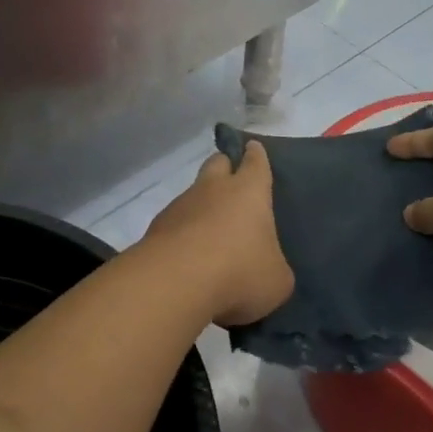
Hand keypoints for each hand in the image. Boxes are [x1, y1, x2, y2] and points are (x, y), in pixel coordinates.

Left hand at [142, 142, 294, 326]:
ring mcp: (180, 206)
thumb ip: (275, 268)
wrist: (175, 283)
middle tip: (232, 181)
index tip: (253, 148)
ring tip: (211, 233)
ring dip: (202, 205)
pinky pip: (175, 222)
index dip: (255, 155)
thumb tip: (267, 270)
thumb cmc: (239, 272)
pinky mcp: (156, 228)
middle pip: (217, 163)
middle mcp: (213, 189)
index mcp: (249, 191)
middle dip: (225, 166)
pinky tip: (189, 256)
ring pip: (193, 194)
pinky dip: (183, 232)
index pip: (255, 162)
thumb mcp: (276, 280)